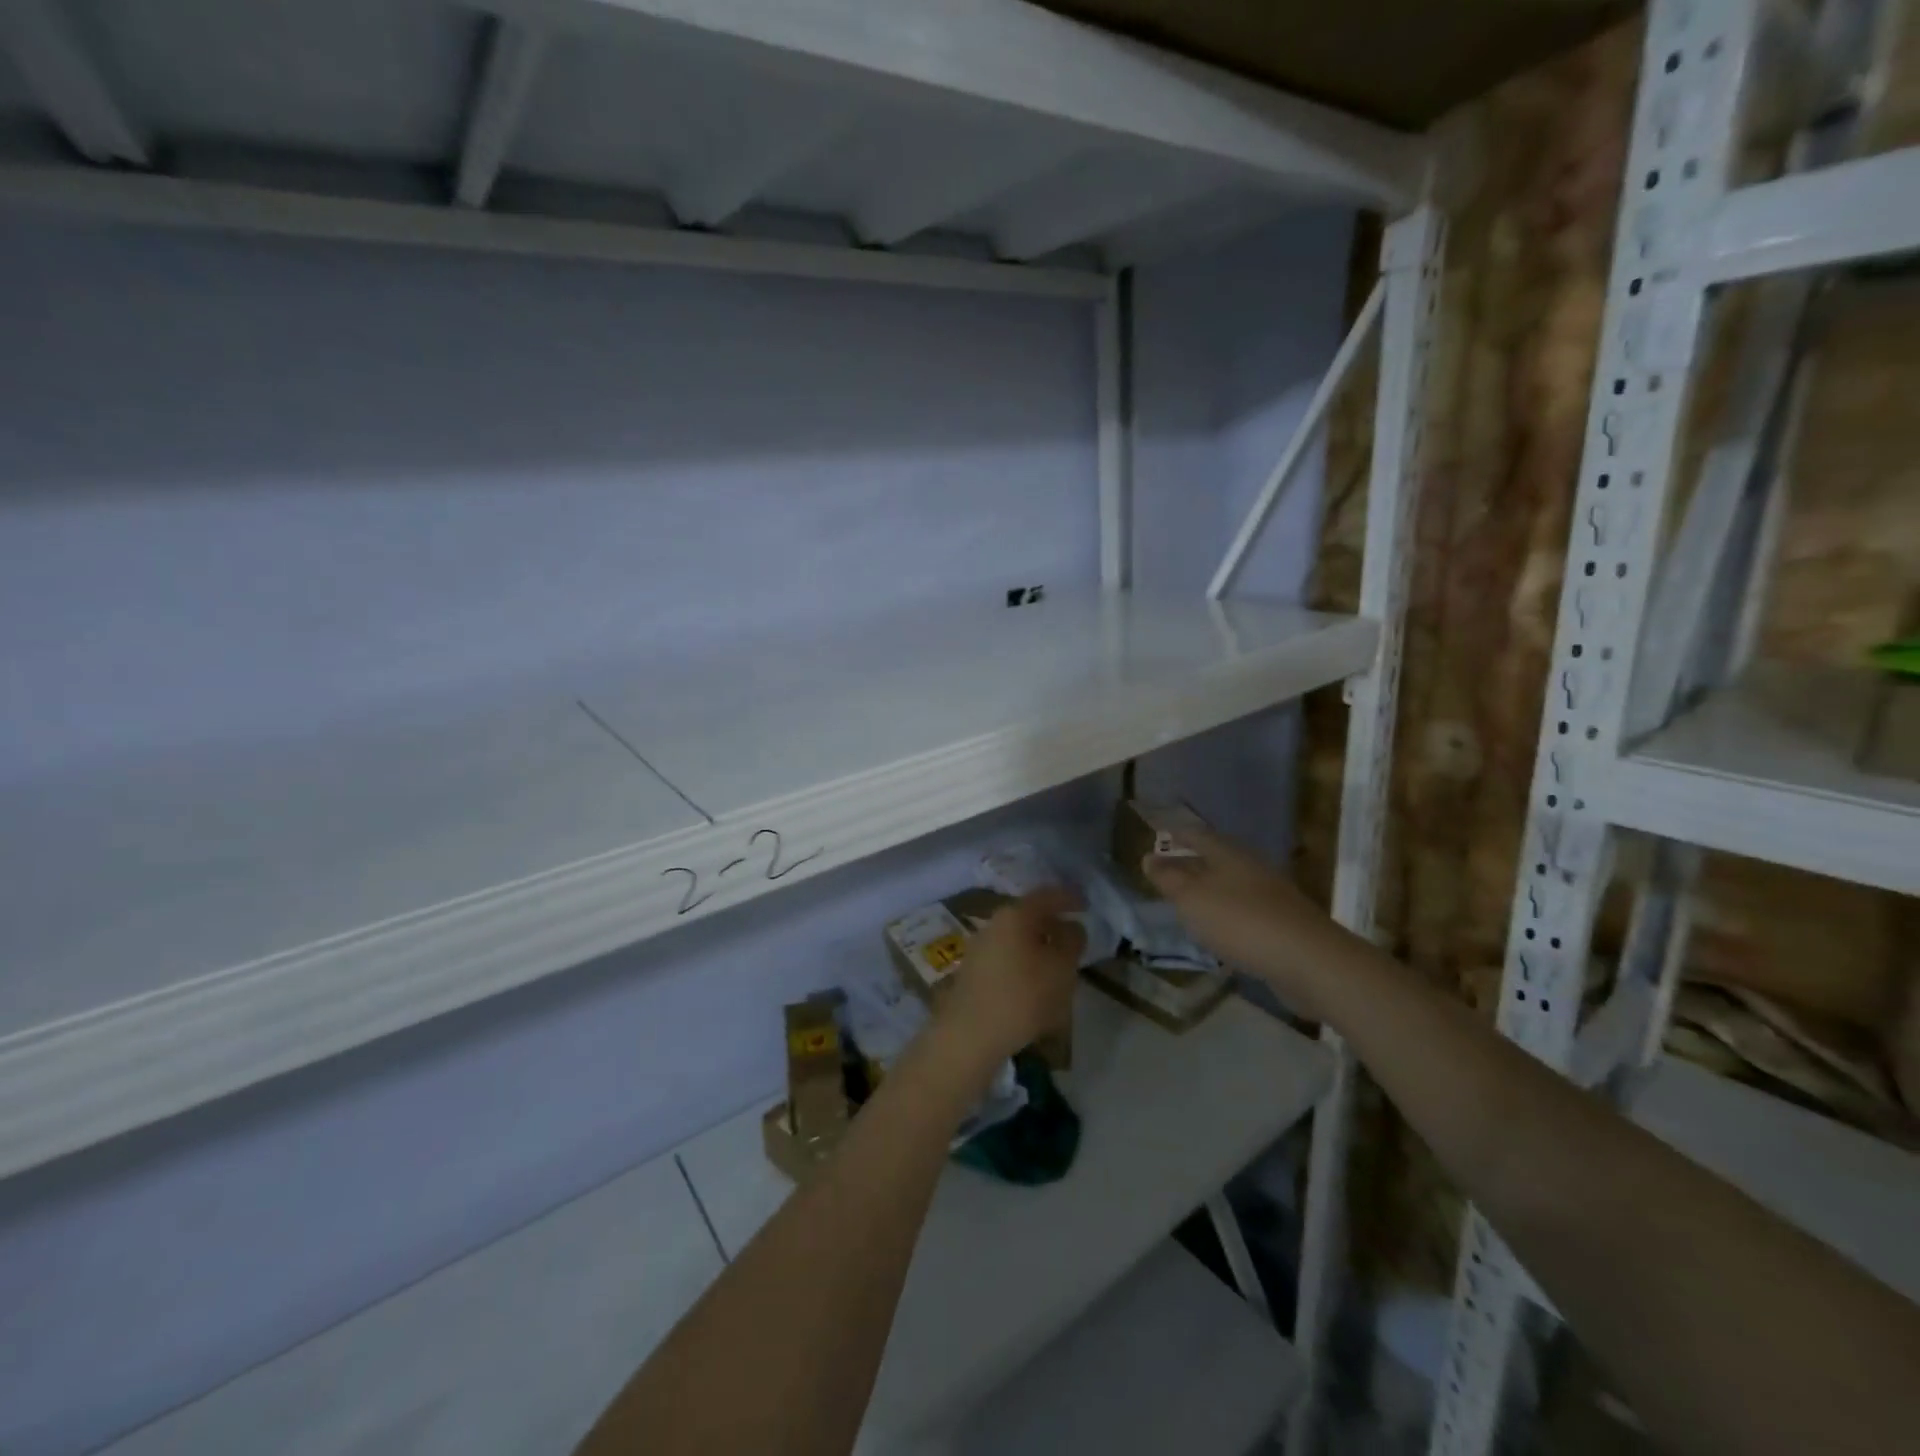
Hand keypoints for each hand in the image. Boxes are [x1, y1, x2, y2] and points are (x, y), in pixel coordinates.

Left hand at [938, 887, 1085, 1063]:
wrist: (970, 1036)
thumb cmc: (1023, 996)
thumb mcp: (1061, 968)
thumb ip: (1071, 941)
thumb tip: (1072, 927)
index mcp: (1015, 915)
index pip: (1046, 896)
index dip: (1068, 898)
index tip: (1085, 904)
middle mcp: (993, 925)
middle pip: (1029, 917)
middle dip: (1052, 925)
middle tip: (1074, 938)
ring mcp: (979, 949)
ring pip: (1017, 939)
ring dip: (1038, 947)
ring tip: (1058, 965)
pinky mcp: (973, 974)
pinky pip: (1006, 959)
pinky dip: (1024, 965)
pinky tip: (1035, 985)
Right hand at [1142, 827, 1341, 1019]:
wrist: (1307, 960)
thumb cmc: (1240, 921)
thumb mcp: (1192, 899)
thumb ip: (1169, 879)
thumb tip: (1149, 858)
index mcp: (1229, 854)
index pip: (1198, 834)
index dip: (1177, 833)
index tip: (1160, 832)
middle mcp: (1251, 868)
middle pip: (1216, 858)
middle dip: (1192, 861)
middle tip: (1166, 869)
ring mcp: (1270, 896)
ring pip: (1231, 884)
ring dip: (1209, 889)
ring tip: (1186, 899)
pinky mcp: (1282, 924)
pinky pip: (1244, 910)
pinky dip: (1226, 913)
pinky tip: (1217, 928)